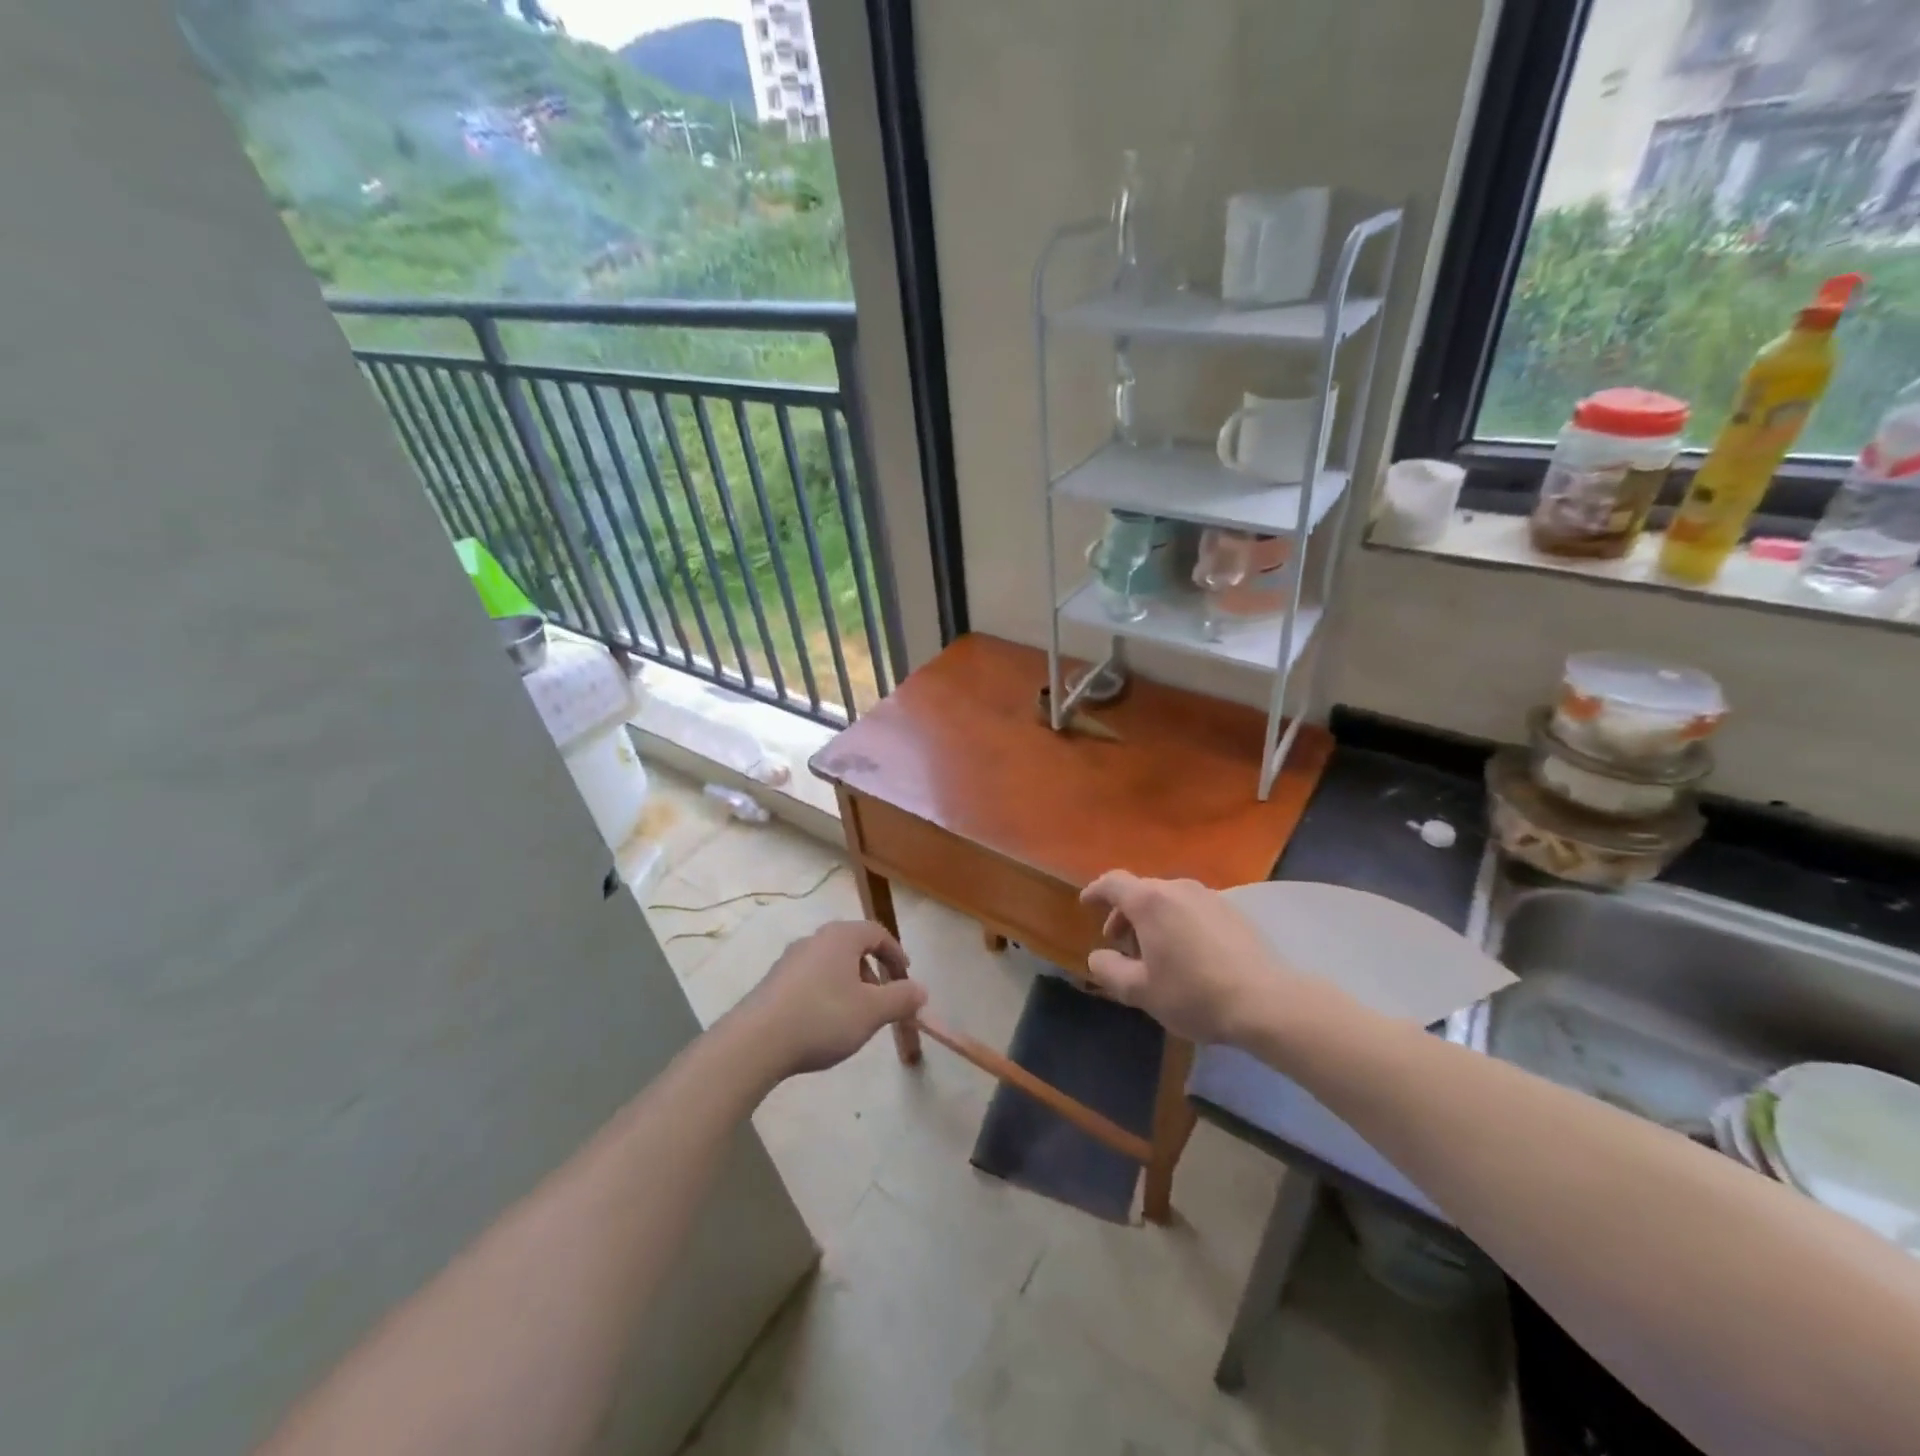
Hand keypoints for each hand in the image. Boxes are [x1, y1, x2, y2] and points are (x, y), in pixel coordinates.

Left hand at [734, 920, 926, 1078]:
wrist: (756, 1042)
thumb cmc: (823, 1017)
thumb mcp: (872, 1011)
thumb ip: (901, 998)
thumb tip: (921, 990)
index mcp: (841, 937)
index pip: (876, 932)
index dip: (895, 953)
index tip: (906, 977)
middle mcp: (814, 939)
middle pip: (852, 947)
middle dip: (873, 972)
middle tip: (882, 1001)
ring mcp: (789, 960)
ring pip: (830, 964)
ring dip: (849, 985)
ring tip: (854, 1017)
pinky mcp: (773, 982)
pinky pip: (810, 980)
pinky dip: (825, 994)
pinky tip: (823, 1024)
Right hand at [1080, 872, 1300, 1044]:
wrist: (1265, 1001)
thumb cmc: (1194, 993)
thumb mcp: (1140, 991)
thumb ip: (1109, 969)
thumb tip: (1098, 956)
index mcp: (1150, 901)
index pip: (1112, 883)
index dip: (1095, 891)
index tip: (1085, 904)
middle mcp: (1178, 888)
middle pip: (1141, 891)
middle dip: (1124, 915)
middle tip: (1120, 945)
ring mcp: (1209, 896)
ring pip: (1168, 900)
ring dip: (1152, 920)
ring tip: (1154, 953)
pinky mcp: (1232, 911)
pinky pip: (1192, 909)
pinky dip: (1178, 923)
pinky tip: (1187, 954)